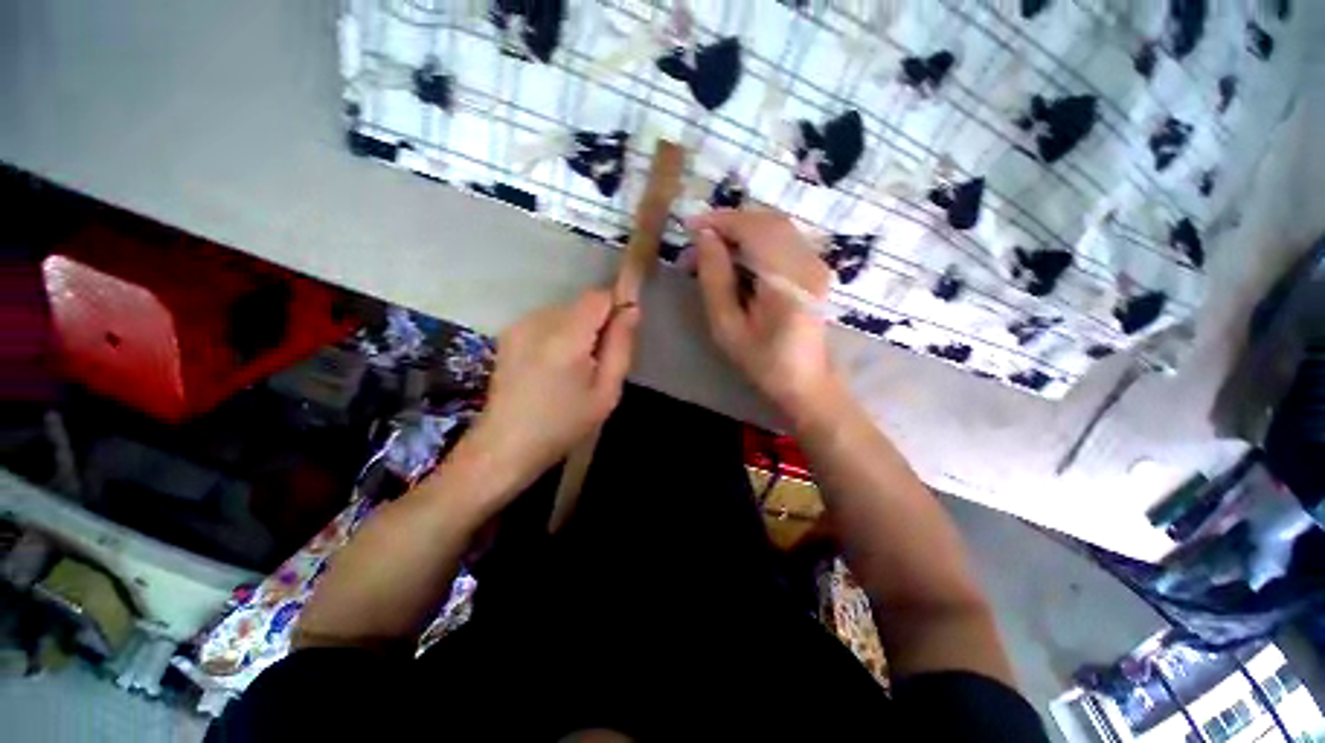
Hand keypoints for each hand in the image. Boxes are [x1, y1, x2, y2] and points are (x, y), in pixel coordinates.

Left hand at [467, 289, 638, 488]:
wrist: (504, 446)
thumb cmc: (563, 425)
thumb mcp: (606, 393)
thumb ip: (621, 347)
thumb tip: (631, 309)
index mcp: (566, 338)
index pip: (598, 296)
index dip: (614, 308)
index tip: (618, 336)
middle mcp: (538, 321)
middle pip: (581, 304)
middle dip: (596, 325)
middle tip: (596, 363)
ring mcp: (519, 325)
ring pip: (564, 312)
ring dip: (577, 330)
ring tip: (572, 368)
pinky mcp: (508, 333)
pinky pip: (546, 321)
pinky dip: (558, 335)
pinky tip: (551, 367)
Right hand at [690, 209, 841, 420]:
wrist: (805, 380)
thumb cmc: (762, 361)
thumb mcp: (727, 327)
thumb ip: (715, 280)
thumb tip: (705, 238)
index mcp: (788, 282)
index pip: (754, 230)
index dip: (720, 221)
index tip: (690, 227)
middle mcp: (808, 263)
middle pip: (767, 221)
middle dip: (729, 223)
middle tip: (698, 241)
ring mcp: (817, 262)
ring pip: (776, 225)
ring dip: (741, 229)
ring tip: (713, 248)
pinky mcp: (815, 266)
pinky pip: (784, 237)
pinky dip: (756, 238)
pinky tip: (737, 255)